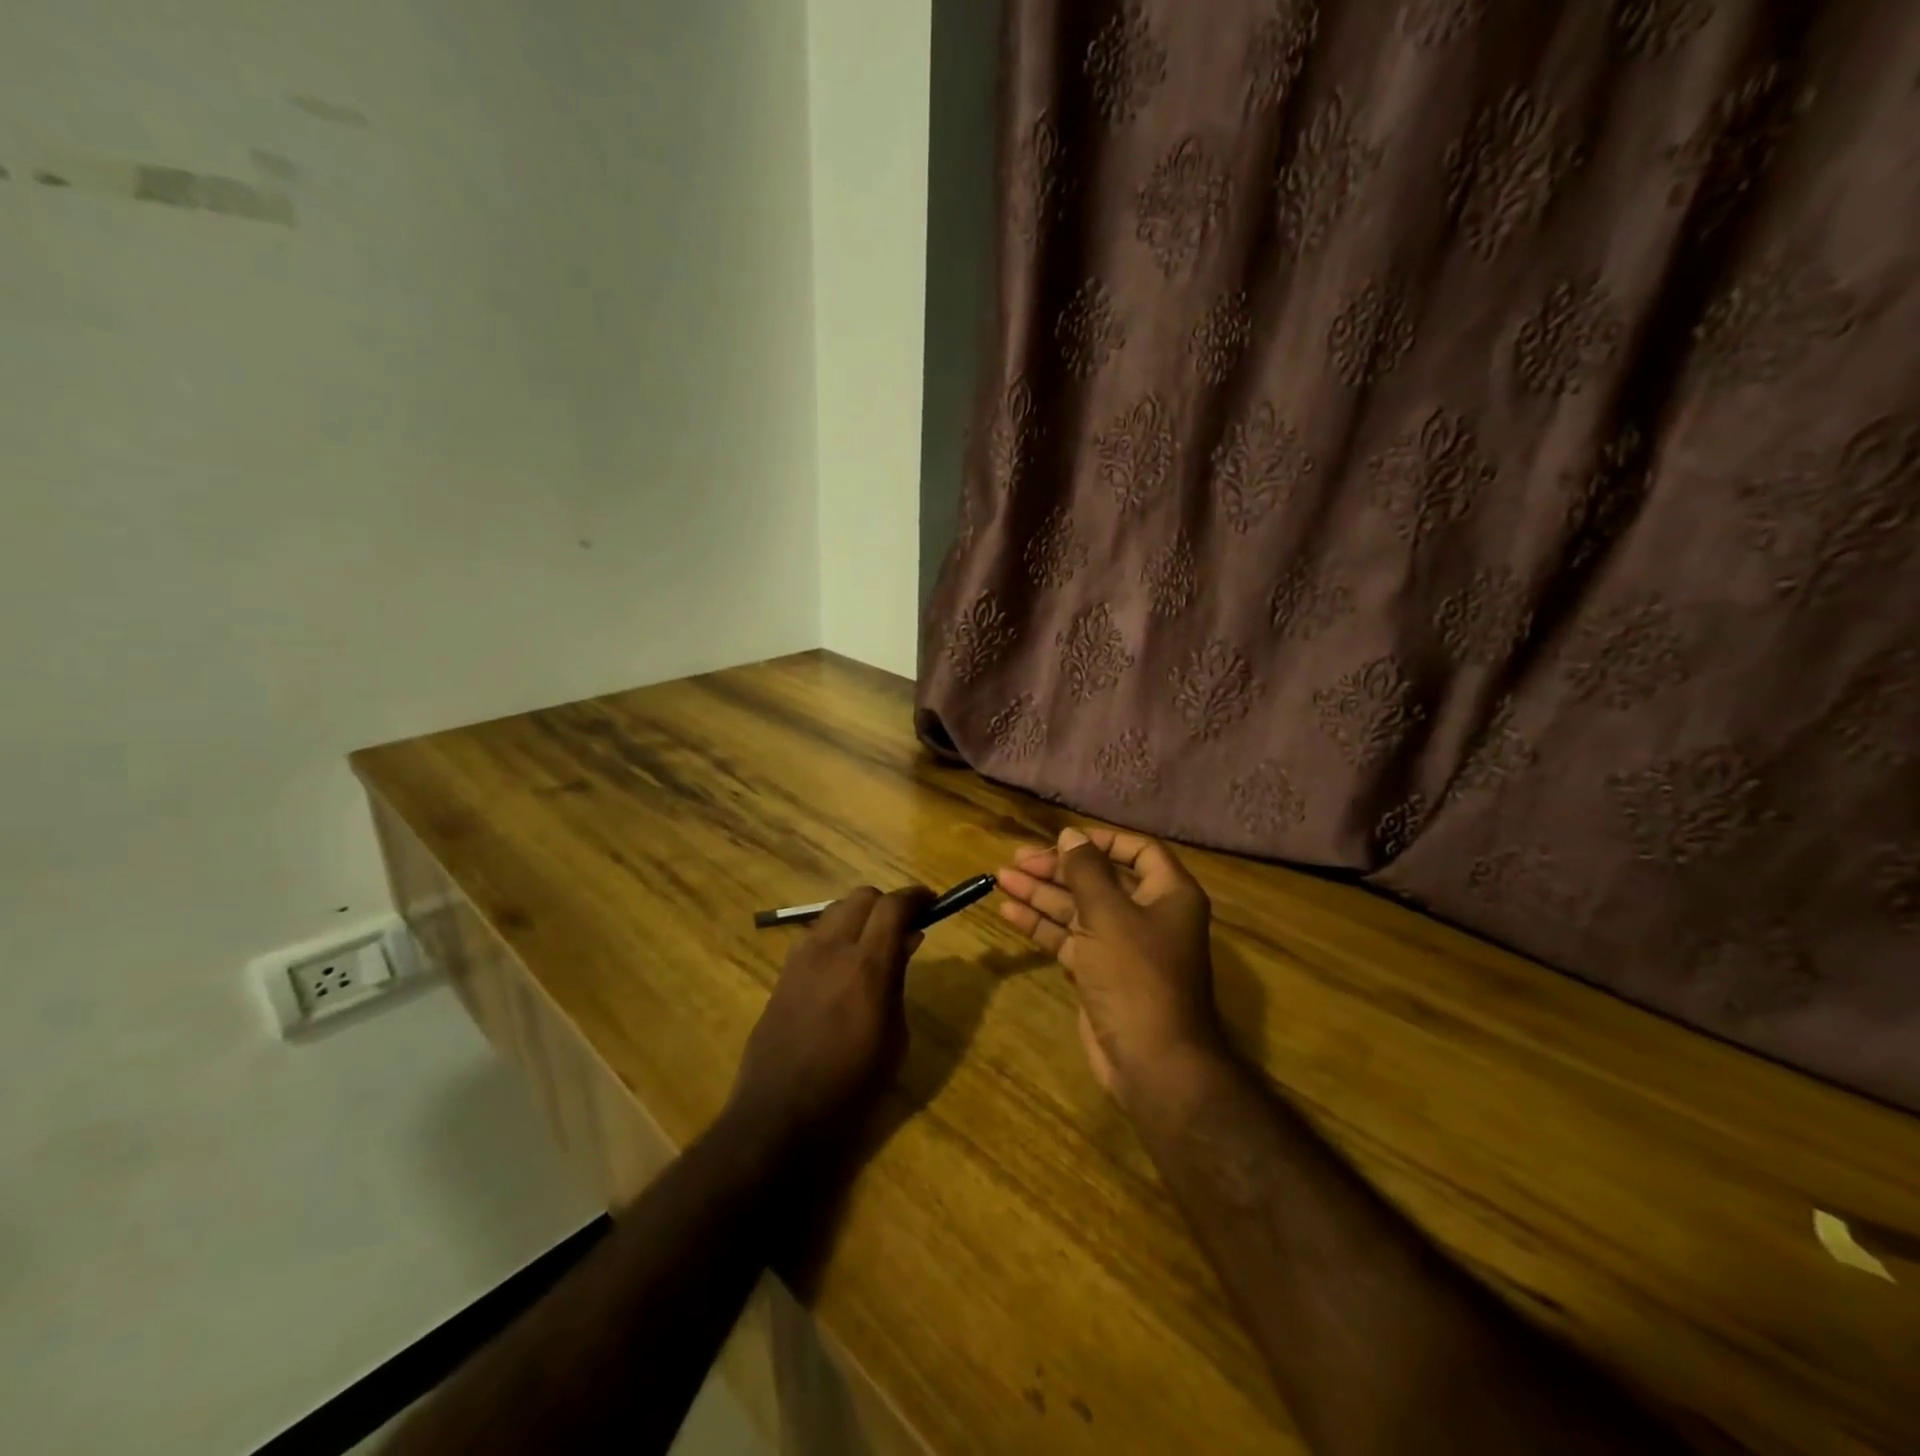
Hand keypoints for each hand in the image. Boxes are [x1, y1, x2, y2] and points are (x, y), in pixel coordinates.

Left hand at [725, 885, 933, 1151]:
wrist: (779, 1116)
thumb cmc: (851, 1088)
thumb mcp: (894, 1038)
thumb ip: (899, 980)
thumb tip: (907, 940)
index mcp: (866, 967)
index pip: (893, 906)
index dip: (916, 897)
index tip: (932, 902)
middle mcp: (831, 950)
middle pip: (862, 897)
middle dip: (887, 904)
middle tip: (903, 927)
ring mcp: (801, 958)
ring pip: (835, 911)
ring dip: (859, 917)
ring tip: (873, 945)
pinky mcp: (782, 972)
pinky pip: (815, 935)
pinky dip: (836, 935)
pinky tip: (843, 966)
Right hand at [996, 828, 1223, 1106]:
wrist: (1152, 1061)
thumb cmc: (1136, 975)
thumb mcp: (1108, 914)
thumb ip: (1086, 871)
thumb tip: (1070, 835)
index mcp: (1168, 894)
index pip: (1137, 851)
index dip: (1100, 841)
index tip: (1062, 839)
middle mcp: (1148, 914)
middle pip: (1099, 879)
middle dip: (1058, 868)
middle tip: (1017, 859)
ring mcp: (1122, 945)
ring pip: (1078, 908)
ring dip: (1042, 893)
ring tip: (1001, 877)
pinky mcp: (1099, 972)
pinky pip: (1068, 937)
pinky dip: (1041, 924)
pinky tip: (1009, 910)